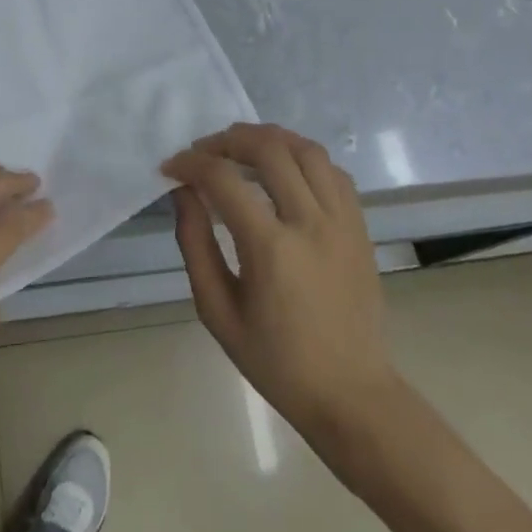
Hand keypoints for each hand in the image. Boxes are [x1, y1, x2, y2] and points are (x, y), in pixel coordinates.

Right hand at [163, 124, 394, 442]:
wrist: (350, 393)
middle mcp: (311, 223)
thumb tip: (183, 193)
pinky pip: (333, 171)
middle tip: (203, 152)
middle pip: (269, 149)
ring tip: (241, 148)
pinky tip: (283, 169)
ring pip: (306, 150)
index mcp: (271, 249)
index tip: (171, 168)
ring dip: (268, 138)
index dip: (191, 164)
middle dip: (227, 139)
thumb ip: (196, 244)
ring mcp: (342, 221)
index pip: (224, 180)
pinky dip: (303, 157)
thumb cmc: (275, 360)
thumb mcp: (217, 311)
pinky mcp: (360, 226)